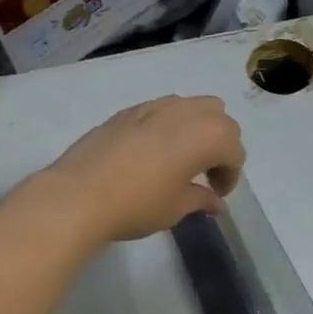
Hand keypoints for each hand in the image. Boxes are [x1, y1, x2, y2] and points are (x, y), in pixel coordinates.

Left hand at [36, 96, 244, 244]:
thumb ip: (202, 199)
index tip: (215, 194)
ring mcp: (157, 106)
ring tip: (182, 157)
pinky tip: (153, 152)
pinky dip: (170, 125)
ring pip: (193, 106)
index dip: (230, 176)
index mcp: (209, 135)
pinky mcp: (130, 110)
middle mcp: (188, 112)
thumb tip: (215, 202)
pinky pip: (163, 109)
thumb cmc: (138, 204)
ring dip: (198, 128)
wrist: (78, 195)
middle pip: (221, 120)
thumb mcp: (177, 207)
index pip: (234, 152)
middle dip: (220, 146)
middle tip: (205, 174)